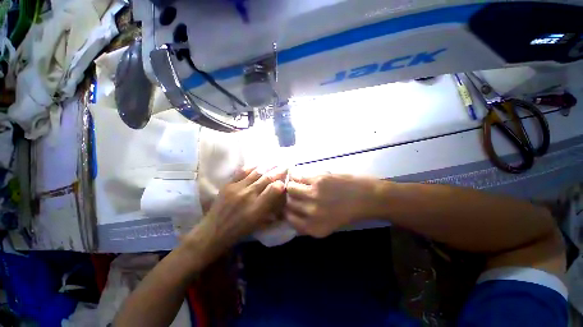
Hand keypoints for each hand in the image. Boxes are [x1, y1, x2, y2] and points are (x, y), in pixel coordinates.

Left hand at [187, 167, 286, 258]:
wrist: (214, 231)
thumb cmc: (240, 230)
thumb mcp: (260, 223)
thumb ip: (271, 208)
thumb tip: (280, 195)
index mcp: (258, 208)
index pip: (274, 189)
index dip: (282, 183)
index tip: (286, 180)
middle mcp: (248, 195)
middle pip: (267, 178)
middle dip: (278, 171)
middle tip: (285, 166)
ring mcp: (237, 188)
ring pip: (256, 173)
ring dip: (267, 166)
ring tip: (275, 162)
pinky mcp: (228, 184)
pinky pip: (242, 172)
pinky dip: (252, 166)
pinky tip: (258, 164)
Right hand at [285, 173, 381, 237]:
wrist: (368, 198)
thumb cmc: (349, 213)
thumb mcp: (327, 226)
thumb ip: (308, 223)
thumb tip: (292, 213)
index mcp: (313, 228)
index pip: (288, 219)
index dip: (286, 210)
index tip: (288, 204)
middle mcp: (311, 213)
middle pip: (288, 203)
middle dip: (289, 197)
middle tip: (293, 192)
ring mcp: (313, 195)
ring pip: (291, 188)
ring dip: (292, 185)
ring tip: (297, 183)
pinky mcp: (317, 180)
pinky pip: (298, 177)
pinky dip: (296, 175)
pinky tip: (300, 175)